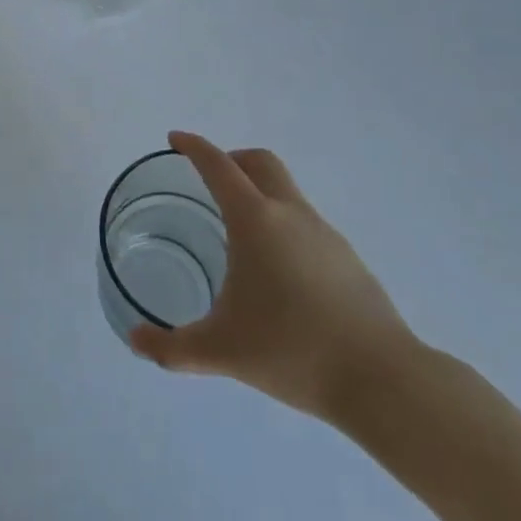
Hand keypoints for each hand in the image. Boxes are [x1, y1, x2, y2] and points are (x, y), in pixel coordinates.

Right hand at [130, 131, 417, 424]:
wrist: (384, 381)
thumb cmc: (292, 351)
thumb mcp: (221, 351)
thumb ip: (172, 347)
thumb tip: (136, 342)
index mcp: (255, 220)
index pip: (218, 165)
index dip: (194, 147)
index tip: (175, 140)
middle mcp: (290, 214)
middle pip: (260, 162)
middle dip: (231, 159)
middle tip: (209, 180)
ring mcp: (325, 234)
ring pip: (286, 192)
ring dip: (259, 194)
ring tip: (240, 236)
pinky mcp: (348, 259)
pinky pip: (306, 223)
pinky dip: (283, 226)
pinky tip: (278, 273)